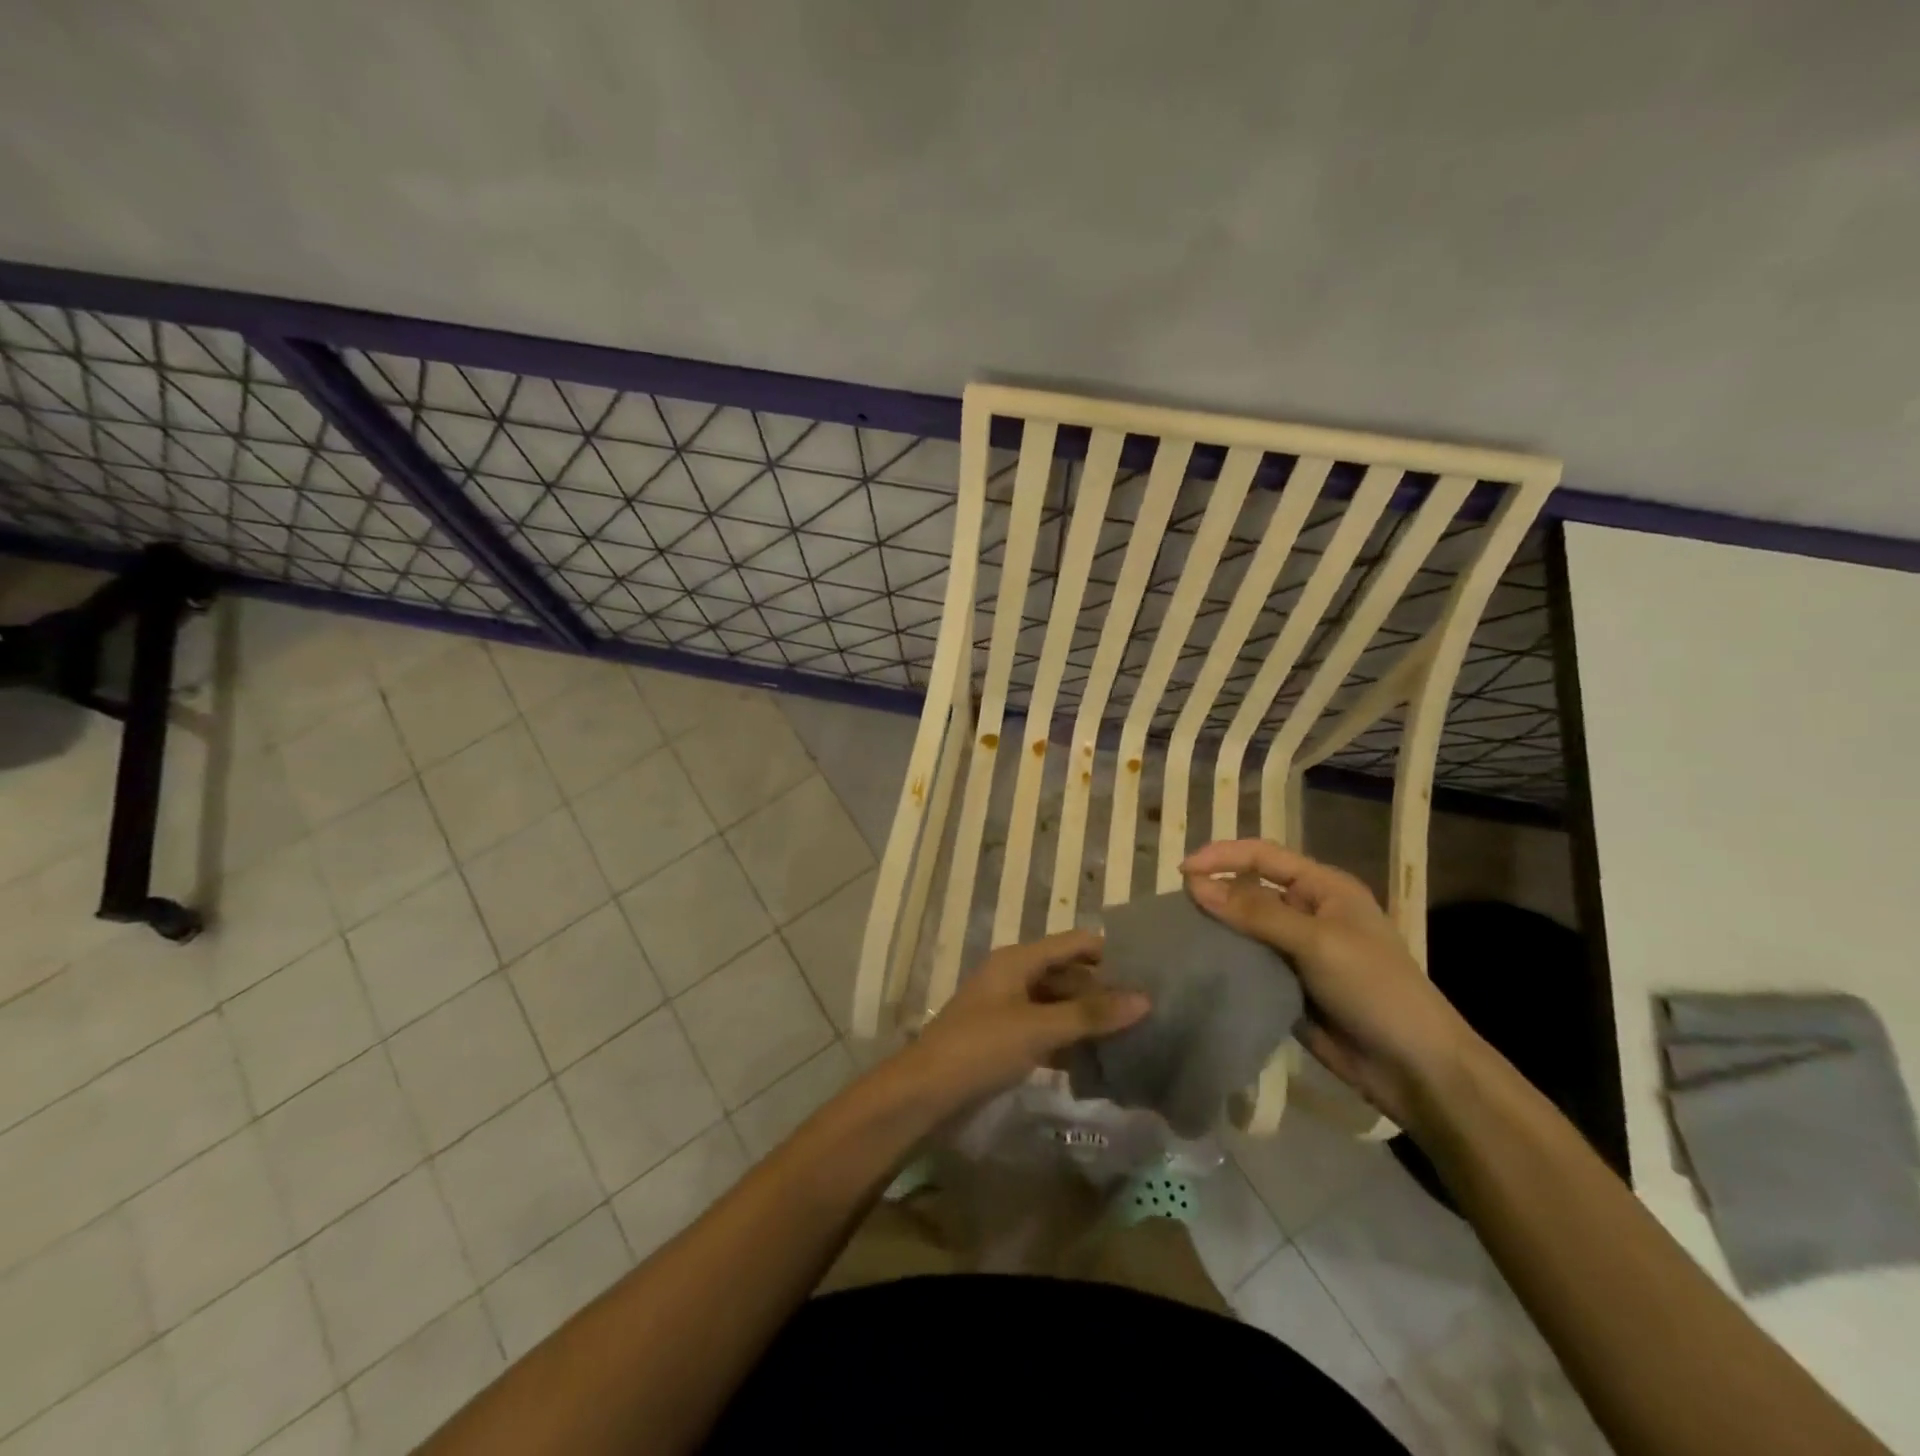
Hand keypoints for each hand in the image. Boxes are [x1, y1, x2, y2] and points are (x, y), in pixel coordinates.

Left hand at [902, 929, 1149, 1107]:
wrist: (926, 1092)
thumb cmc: (981, 1048)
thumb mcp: (1038, 1028)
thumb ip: (1091, 1014)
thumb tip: (1144, 999)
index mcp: (1018, 960)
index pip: (1074, 943)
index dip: (1110, 953)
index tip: (1152, 970)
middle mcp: (1015, 976)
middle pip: (1068, 974)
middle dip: (1104, 991)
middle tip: (1150, 1011)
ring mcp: (1009, 1009)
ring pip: (1059, 1005)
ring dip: (1089, 1019)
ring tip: (1135, 1035)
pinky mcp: (1006, 1040)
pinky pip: (1047, 1031)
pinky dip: (1071, 1041)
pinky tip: (1101, 1061)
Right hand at [1182, 840, 1473, 1125]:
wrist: (1414, 1068)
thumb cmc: (1375, 988)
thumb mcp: (1317, 942)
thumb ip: (1255, 913)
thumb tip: (1195, 886)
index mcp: (1322, 888)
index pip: (1262, 856)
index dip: (1221, 857)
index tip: (1181, 872)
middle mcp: (1306, 912)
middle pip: (1249, 890)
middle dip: (1213, 894)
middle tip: (1173, 909)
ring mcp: (1295, 951)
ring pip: (1243, 929)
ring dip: (1215, 930)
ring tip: (1176, 936)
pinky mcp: (1286, 986)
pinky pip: (1247, 964)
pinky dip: (1224, 963)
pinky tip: (1197, 967)